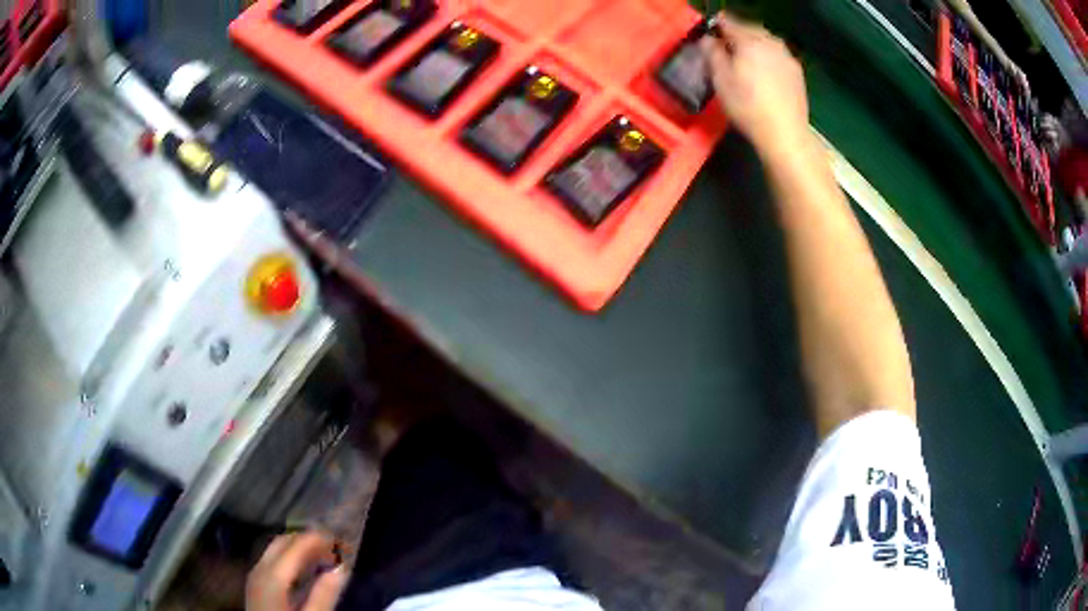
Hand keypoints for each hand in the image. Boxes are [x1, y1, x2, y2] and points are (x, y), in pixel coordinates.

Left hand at [246, 532, 347, 610]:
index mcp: (273, 575)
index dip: (318, 539)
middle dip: (307, 540)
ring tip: (322, 555)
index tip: (340, 538)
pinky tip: (303, 568)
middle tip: (333, 546)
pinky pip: (272, 560)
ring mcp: (255, 576)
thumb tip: (341, 569)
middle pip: (283, 542)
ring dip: (298, 548)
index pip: (296, 545)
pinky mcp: (256, 585)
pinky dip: (290, 557)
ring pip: (276, 550)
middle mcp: (260, 569)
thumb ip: (324, 595)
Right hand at [699, 13, 808, 155]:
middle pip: (749, 28)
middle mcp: (770, 43)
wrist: (785, 133)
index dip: (715, 26)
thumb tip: (708, 39)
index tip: (708, 35)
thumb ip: (712, 53)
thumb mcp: (720, 80)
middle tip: (725, 47)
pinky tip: (763, 72)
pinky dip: (767, 56)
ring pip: (765, 41)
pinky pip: (777, 55)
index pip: (728, 22)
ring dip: (753, 44)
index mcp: (749, 41)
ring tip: (744, 59)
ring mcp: (786, 57)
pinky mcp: (797, 72)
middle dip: (736, 34)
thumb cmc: (747, 106)